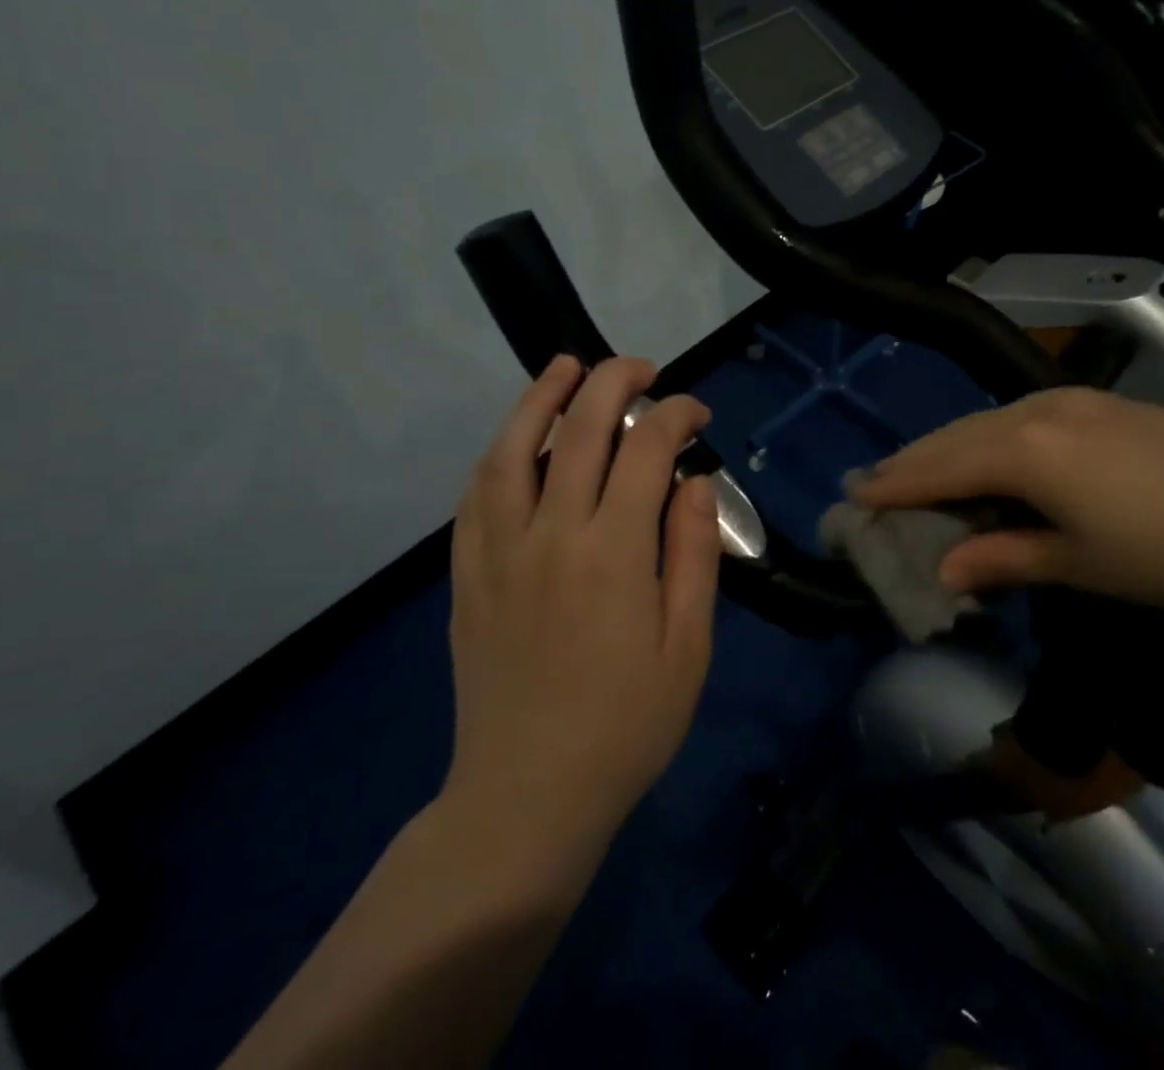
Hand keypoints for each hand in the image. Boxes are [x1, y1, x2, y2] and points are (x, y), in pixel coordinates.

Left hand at [439, 355, 721, 874]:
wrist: (527, 797)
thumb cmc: (627, 726)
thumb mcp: (688, 647)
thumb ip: (692, 554)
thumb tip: (694, 481)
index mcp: (613, 552)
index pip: (645, 449)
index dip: (674, 414)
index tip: (696, 412)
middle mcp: (550, 535)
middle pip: (577, 429)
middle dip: (613, 382)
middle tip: (641, 368)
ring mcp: (498, 552)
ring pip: (511, 448)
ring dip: (540, 397)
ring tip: (565, 367)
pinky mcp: (467, 575)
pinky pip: (475, 495)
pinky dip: (499, 452)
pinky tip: (515, 439)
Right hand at [850, 386, 1163, 607]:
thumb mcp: (1081, 564)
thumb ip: (1006, 557)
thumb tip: (946, 570)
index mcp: (1026, 452)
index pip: (942, 468)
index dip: (896, 483)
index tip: (855, 494)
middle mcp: (1038, 412)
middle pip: (958, 436)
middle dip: (914, 460)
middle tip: (876, 480)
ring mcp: (1072, 401)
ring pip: (989, 420)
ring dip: (950, 446)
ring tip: (921, 468)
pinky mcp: (1100, 404)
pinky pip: (1022, 415)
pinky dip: (989, 437)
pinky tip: (991, 454)